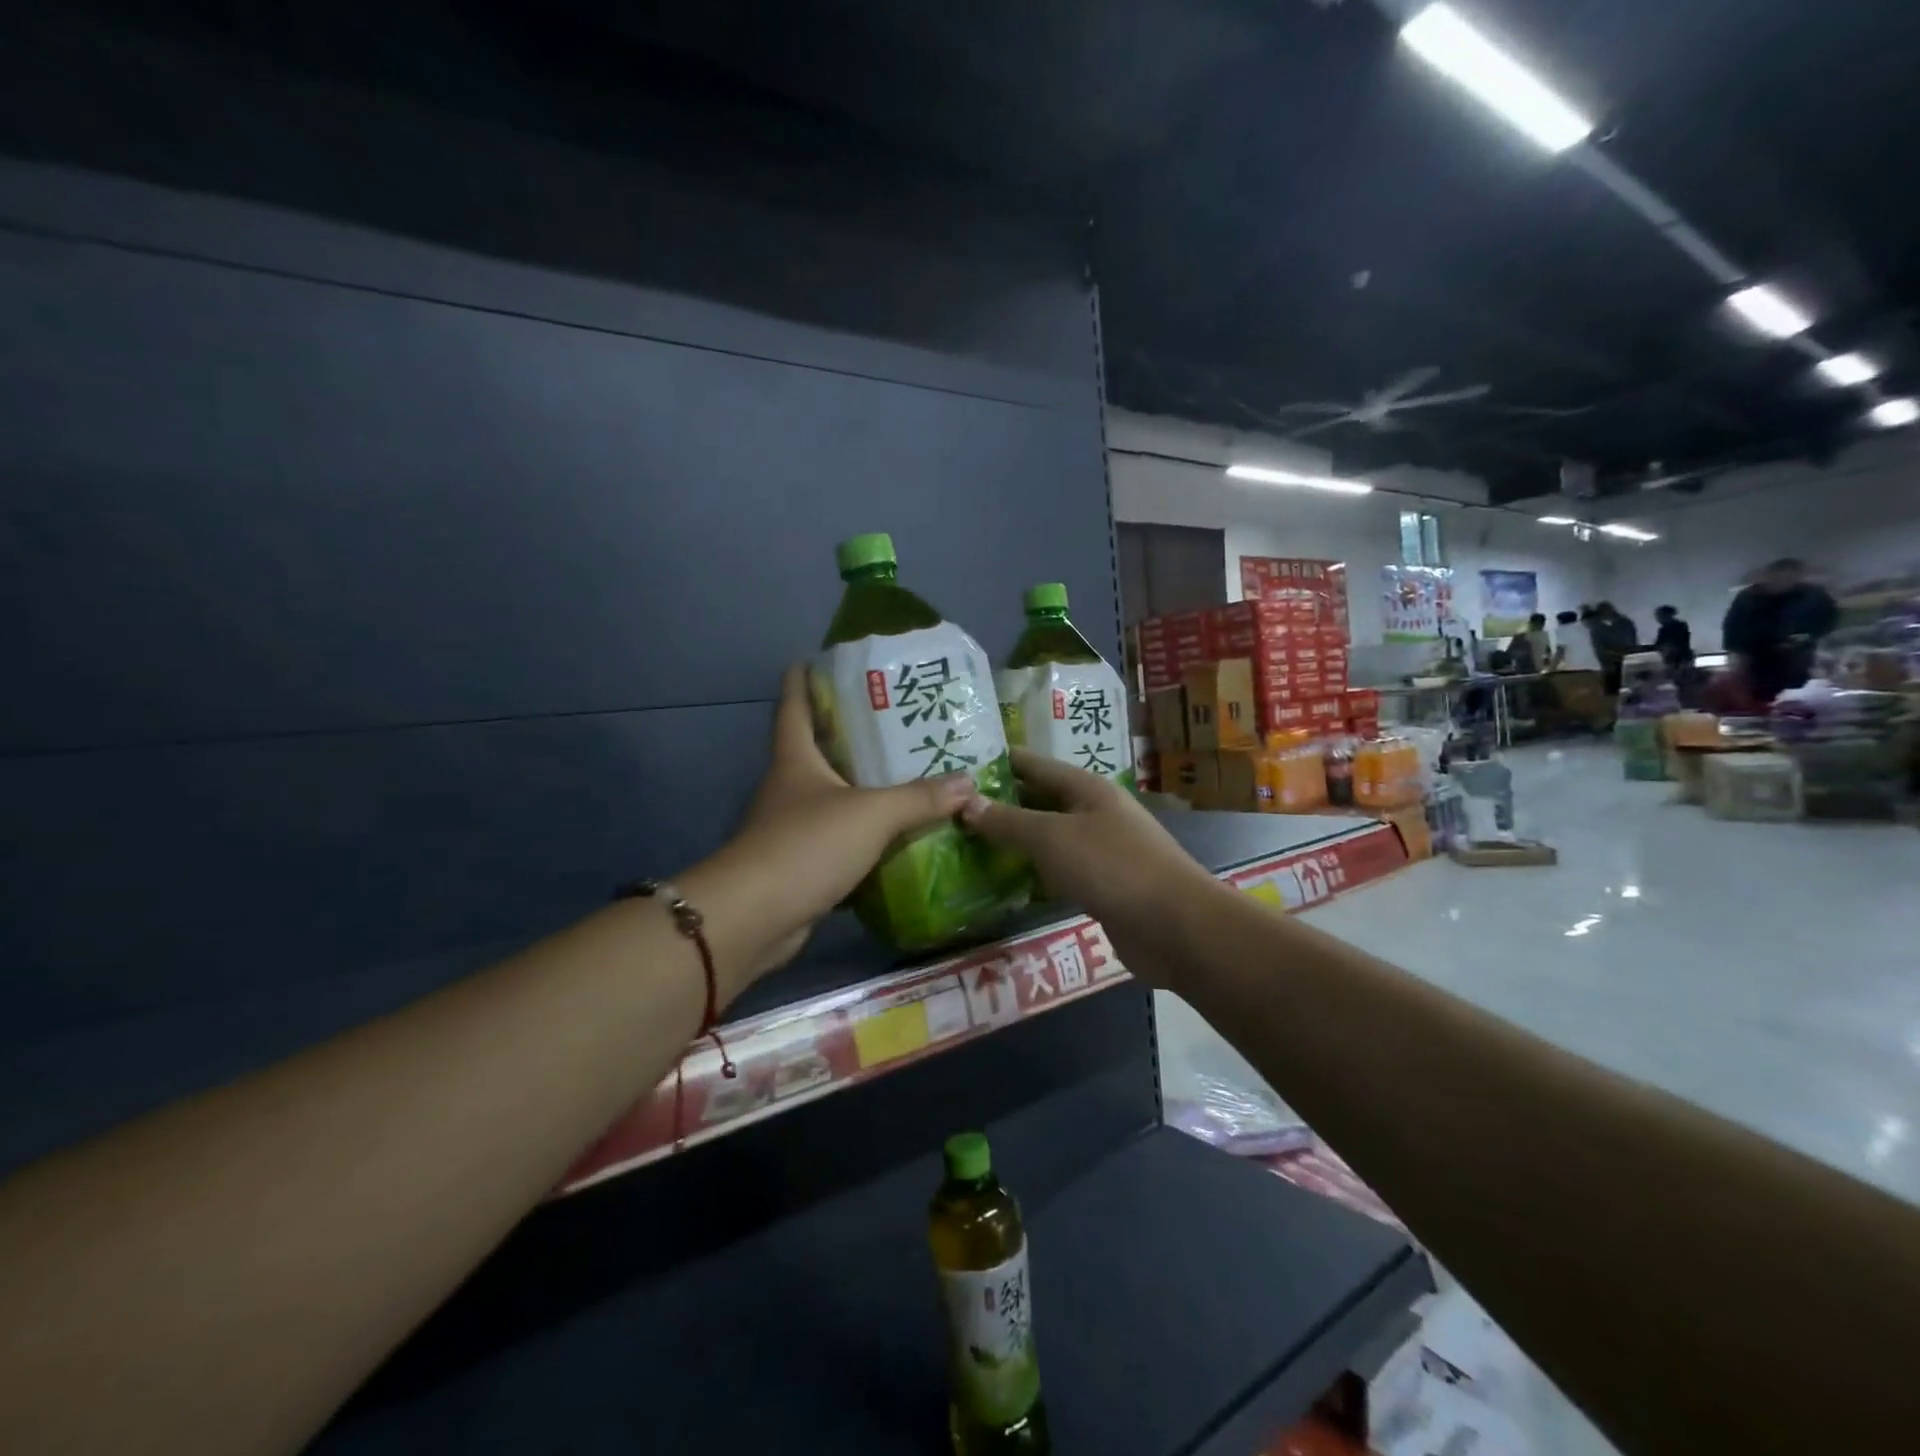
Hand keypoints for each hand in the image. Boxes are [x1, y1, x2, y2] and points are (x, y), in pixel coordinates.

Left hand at [708, 666, 972, 976]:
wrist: (755, 918)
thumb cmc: (806, 845)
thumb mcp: (871, 814)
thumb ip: (920, 798)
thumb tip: (968, 782)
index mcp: (796, 760)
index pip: (794, 706)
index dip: (803, 680)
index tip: (819, 659)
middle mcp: (789, 787)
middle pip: (816, 748)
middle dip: (849, 732)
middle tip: (895, 719)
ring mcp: (791, 827)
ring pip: (831, 796)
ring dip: (861, 785)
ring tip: (907, 773)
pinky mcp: (801, 864)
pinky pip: (839, 838)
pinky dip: (864, 833)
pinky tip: (895, 833)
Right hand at [959, 750, 1224, 984]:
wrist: (1176, 927)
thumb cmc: (1113, 867)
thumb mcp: (1052, 838)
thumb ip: (1008, 821)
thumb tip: (965, 803)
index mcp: (1086, 788)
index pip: (1033, 765)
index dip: (998, 763)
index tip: (957, 766)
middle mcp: (1094, 812)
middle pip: (1039, 800)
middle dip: (1000, 803)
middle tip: (950, 808)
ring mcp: (1100, 850)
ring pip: (1048, 837)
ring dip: (1014, 840)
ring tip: (966, 842)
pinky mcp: (1102, 885)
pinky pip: (1058, 870)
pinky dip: (1033, 871)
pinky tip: (1003, 880)